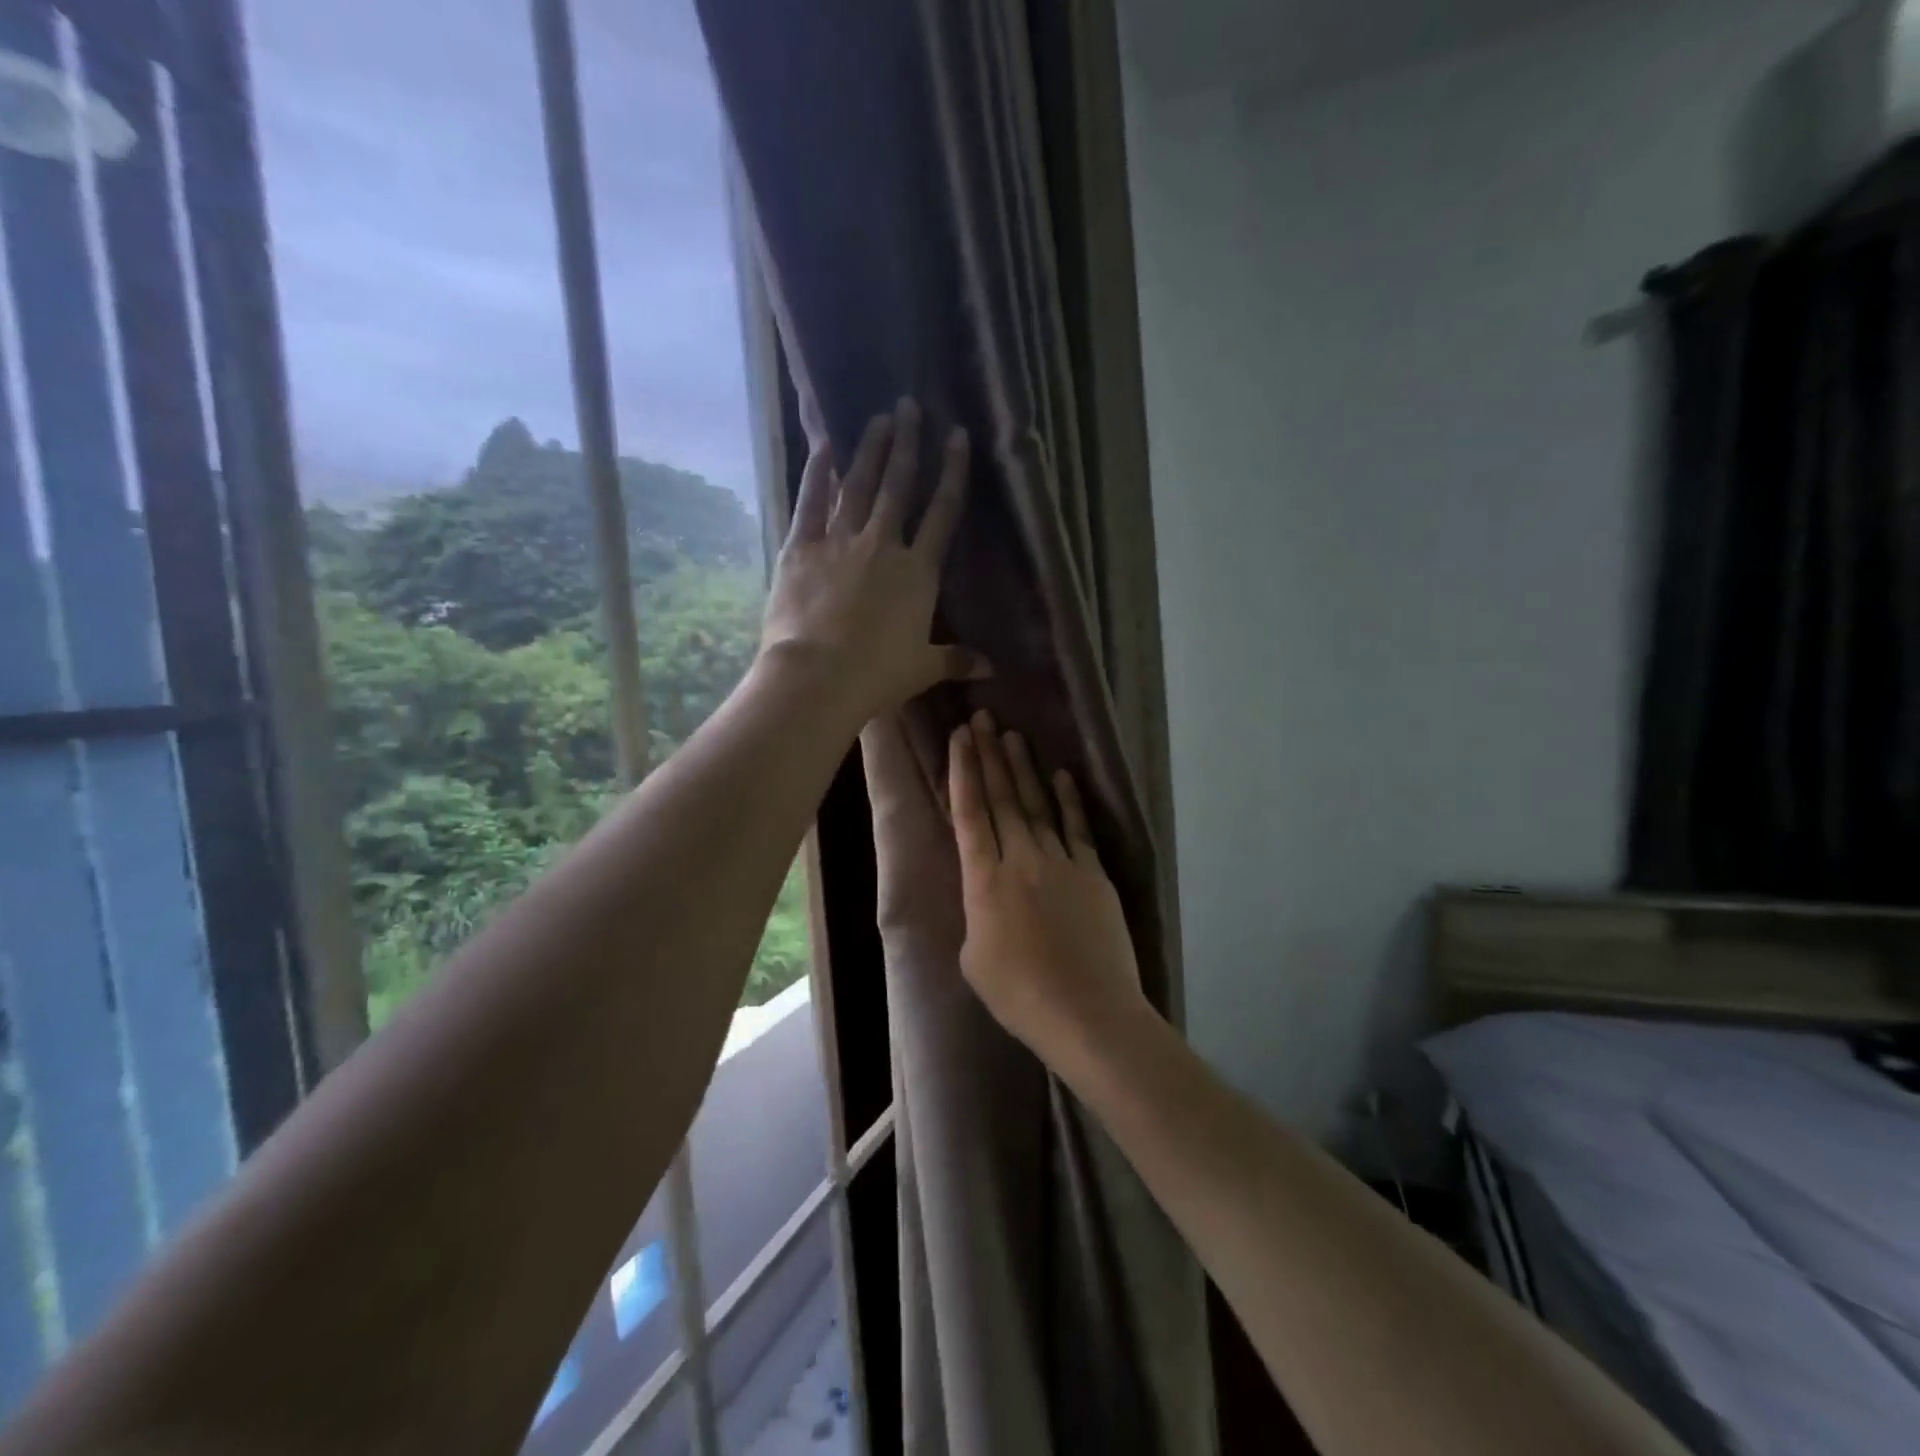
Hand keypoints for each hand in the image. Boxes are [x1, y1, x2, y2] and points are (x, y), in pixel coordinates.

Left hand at [761, 397, 987, 722]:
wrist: (818, 676)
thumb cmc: (878, 674)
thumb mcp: (924, 667)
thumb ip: (958, 659)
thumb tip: (992, 668)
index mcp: (918, 571)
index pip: (942, 511)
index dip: (952, 471)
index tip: (956, 435)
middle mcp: (882, 544)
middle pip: (899, 485)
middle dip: (907, 443)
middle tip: (908, 405)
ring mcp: (840, 541)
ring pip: (858, 485)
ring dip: (870, 449)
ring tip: (878, 418)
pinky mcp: (801, 547)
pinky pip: (810, 502)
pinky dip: (816, 473)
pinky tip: (823, 445)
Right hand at [948, 710, 1151, 1062]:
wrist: (1087, 1012)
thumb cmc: (1020, 995)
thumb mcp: (975, 959)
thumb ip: (977, 915)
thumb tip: (988, 897)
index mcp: (983, 881)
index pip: (969, 813)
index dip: (963, 772)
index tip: (960, 738)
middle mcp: (1020, 859)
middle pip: (1002, 798)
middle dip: (989, 756)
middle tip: (983, 718)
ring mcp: (1061, 862)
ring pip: (1038, 805)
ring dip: (1024, 768)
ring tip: (1013, 735)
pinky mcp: (1093, 873)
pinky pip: (1077, 827)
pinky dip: (1069, 799)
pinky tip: (1061, 774)